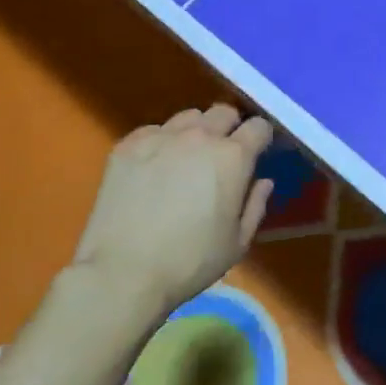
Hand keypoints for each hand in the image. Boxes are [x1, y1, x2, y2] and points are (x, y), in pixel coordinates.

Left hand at [75, 104, 274, 314]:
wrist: (123, 272)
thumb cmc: (190, 262)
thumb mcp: (237, 243)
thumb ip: (255, 206)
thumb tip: (263, 181)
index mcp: (233, 157)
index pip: (258, 127)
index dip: (261, 138)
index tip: (256, 153)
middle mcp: (200, 136)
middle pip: (223, 112)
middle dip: (230, 128)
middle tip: (223, 154)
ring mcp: (161, 137)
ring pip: (189, 117)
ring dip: (196, 131)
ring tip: (187, 156)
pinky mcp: (128, 145)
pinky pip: (154, 130)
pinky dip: (161, 141)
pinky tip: (155, 167)